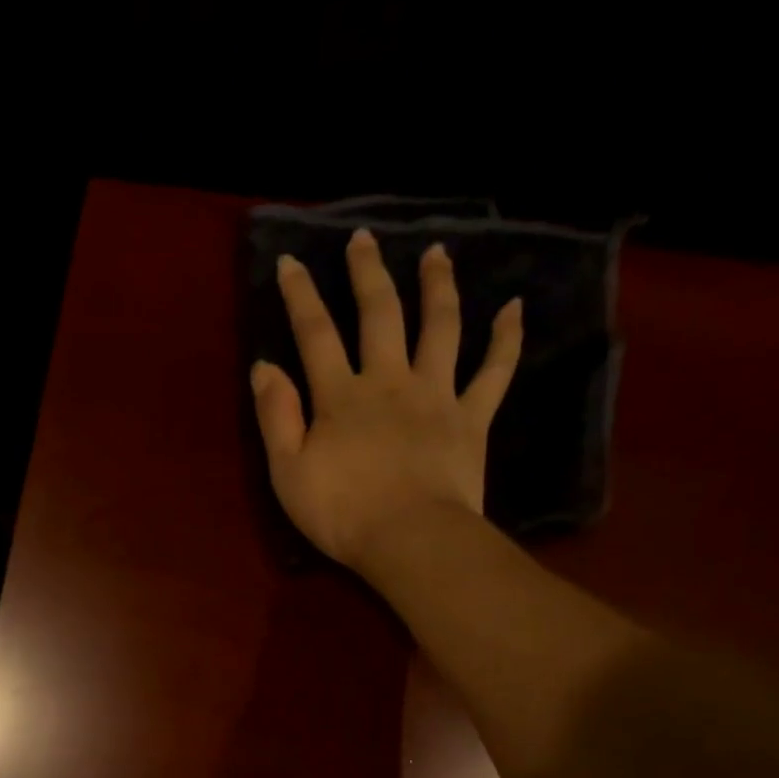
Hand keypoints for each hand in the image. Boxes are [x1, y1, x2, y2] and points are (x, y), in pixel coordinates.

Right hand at [251, 228, 523, 571]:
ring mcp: (435, 395)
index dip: (301, 295)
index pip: (316, 333)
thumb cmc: (341, 513)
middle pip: (380, 314)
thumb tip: (265, 367)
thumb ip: (276, 417)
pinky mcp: (471, 418)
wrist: (408, 538)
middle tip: (363, 239)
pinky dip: (505, 339)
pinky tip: (513, 309)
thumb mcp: (288, 472)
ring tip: (437, 253)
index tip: (291, 261)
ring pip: (440, 326)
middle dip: (367, 273)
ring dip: (437, 286)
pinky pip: (494, 371)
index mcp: (341, 396)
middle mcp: (389, 381)